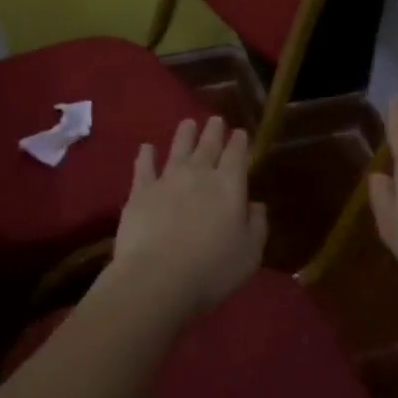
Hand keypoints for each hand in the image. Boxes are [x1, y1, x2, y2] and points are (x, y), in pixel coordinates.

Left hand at [107, 116, 266, 314]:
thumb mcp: (249, 253)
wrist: (157, 278)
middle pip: (208, 145)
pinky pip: (144, 166)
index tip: (239, 132)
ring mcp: (167, 179)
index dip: (239, 142)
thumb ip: (257, 225)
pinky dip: (146, 155)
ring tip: (188, 123)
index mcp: (229, 185)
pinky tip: (146, 147)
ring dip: (185, 134)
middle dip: (214, 131)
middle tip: (216, 119)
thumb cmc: (212, 269)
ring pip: (178, 148)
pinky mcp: (141, 191)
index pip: (237, 154)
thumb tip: (256, 205)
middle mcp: (199, 173)